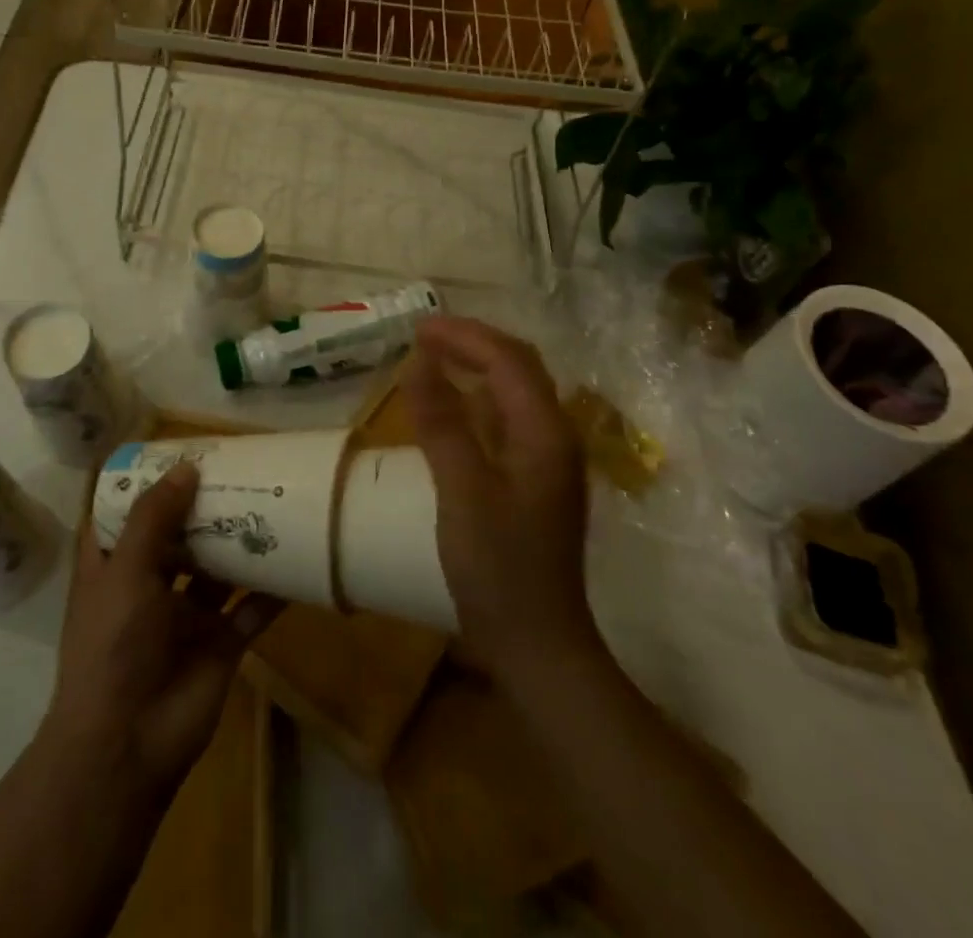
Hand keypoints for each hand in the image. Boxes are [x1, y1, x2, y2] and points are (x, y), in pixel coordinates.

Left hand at [44, 463, 280, 795]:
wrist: (127, 745)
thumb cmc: (112, 647)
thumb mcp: (124, 572)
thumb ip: (154, 519)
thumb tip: (186, 468)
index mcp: (113, 569)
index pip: (126, 516)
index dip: (148, 486)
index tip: (180, 454)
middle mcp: (149, 587)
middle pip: (180, 537)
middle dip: (206, 508)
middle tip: (242, 470)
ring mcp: (186, 617)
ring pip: (218, 569)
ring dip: (240, 542)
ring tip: (274, 502)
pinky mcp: (220, 644)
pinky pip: (251, 609)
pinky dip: (273, 589)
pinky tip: (299, 560)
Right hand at [404, 317, 598, 682]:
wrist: (537, 644)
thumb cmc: (499, 568)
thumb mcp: (462, 491)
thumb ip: (441, 422)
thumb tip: (419, 362)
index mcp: (545, 432)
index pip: (508, 361)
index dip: (464, 337)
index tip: (418, 329)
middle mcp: (555, 435)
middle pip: (518, 368)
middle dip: (473, 344)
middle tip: (424, 337)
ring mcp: (549, 459)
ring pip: (515, 392)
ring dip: (477, 368)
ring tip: (435, 359)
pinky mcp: (536, 480)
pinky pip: (509, 420)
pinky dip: (479, 400)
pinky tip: (455, 407)